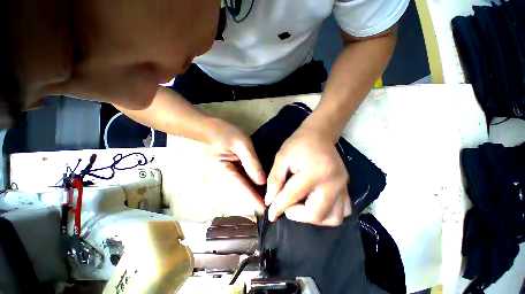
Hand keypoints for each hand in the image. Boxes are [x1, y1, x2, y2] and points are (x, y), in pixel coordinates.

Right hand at [204, 118, 266, 213]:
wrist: (206, 129)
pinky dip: (248, 184)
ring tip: (267, 194)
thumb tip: (261, 182)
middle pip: (241, 191)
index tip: (265, 211)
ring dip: (253, 191)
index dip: (254, 200)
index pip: (242, 189)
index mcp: (224, 172)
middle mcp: (221, 178)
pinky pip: (238, 180)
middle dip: (255, 197)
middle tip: (271, 201)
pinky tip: (257, 184)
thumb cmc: (223, 133)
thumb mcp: (241, 145)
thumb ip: (252, 163)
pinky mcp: (224, 172)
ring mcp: (222, 176)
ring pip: (240, 188)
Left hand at [265, 128, 351, 225]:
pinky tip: (316, 204)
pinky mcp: (347, 188)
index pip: (293, 196)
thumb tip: (270, 200)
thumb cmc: (299, 144)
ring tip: (301, 206)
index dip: (279, 207)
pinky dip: (328, 214)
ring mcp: (343, 187)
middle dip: (297, 215)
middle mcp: (333, 183)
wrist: (320, 134)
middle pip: (315, 214)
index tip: (271, 215)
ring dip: (313, 217)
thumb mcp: (283, 157)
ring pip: (332, 218)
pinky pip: (342, 211)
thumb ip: (275, 179)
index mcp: (314, 172)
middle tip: (287, 206)